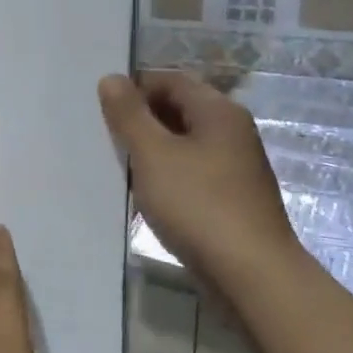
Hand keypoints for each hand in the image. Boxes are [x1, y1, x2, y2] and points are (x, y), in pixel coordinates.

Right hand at [97, 71, 296, 282]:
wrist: (251, 274)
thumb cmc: (198, 205)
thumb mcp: (153, 154)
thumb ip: (129, 114)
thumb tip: (111, 78)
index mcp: (218, 111)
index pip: (169, 79)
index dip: (134, 88)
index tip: (101, 109)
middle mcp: (231, 131)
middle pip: (178, 109)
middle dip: (140, 119)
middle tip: (104, 137)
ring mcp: (234, 166)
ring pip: (183, 142)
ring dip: (151, 149)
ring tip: (118, 166)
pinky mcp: (230, 197)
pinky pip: (190, 171)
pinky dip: (166, 174)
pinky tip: (145, 194)